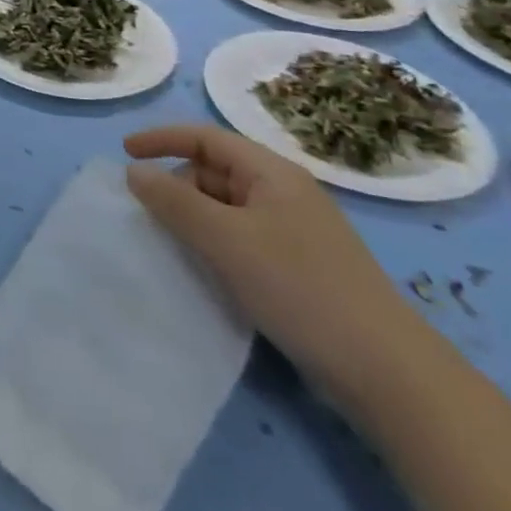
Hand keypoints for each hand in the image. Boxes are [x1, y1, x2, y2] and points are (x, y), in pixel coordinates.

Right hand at [124, 125, 430, 405]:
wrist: (387, 373)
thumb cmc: (300, 288)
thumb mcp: (226, 240)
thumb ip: (174, 202)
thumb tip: (133, 171)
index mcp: (272, 173)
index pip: (205, 137)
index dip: (161, 139)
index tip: (123, 153)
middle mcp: (284, 193)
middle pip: (214, 171)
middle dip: (176, 185)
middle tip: (147, 216)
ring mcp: (294, 232)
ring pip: (226, 208)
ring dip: (193, 219)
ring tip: (168, 245)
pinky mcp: (299, 268)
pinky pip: (241, 239)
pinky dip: (213, 245)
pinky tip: (203, 271)